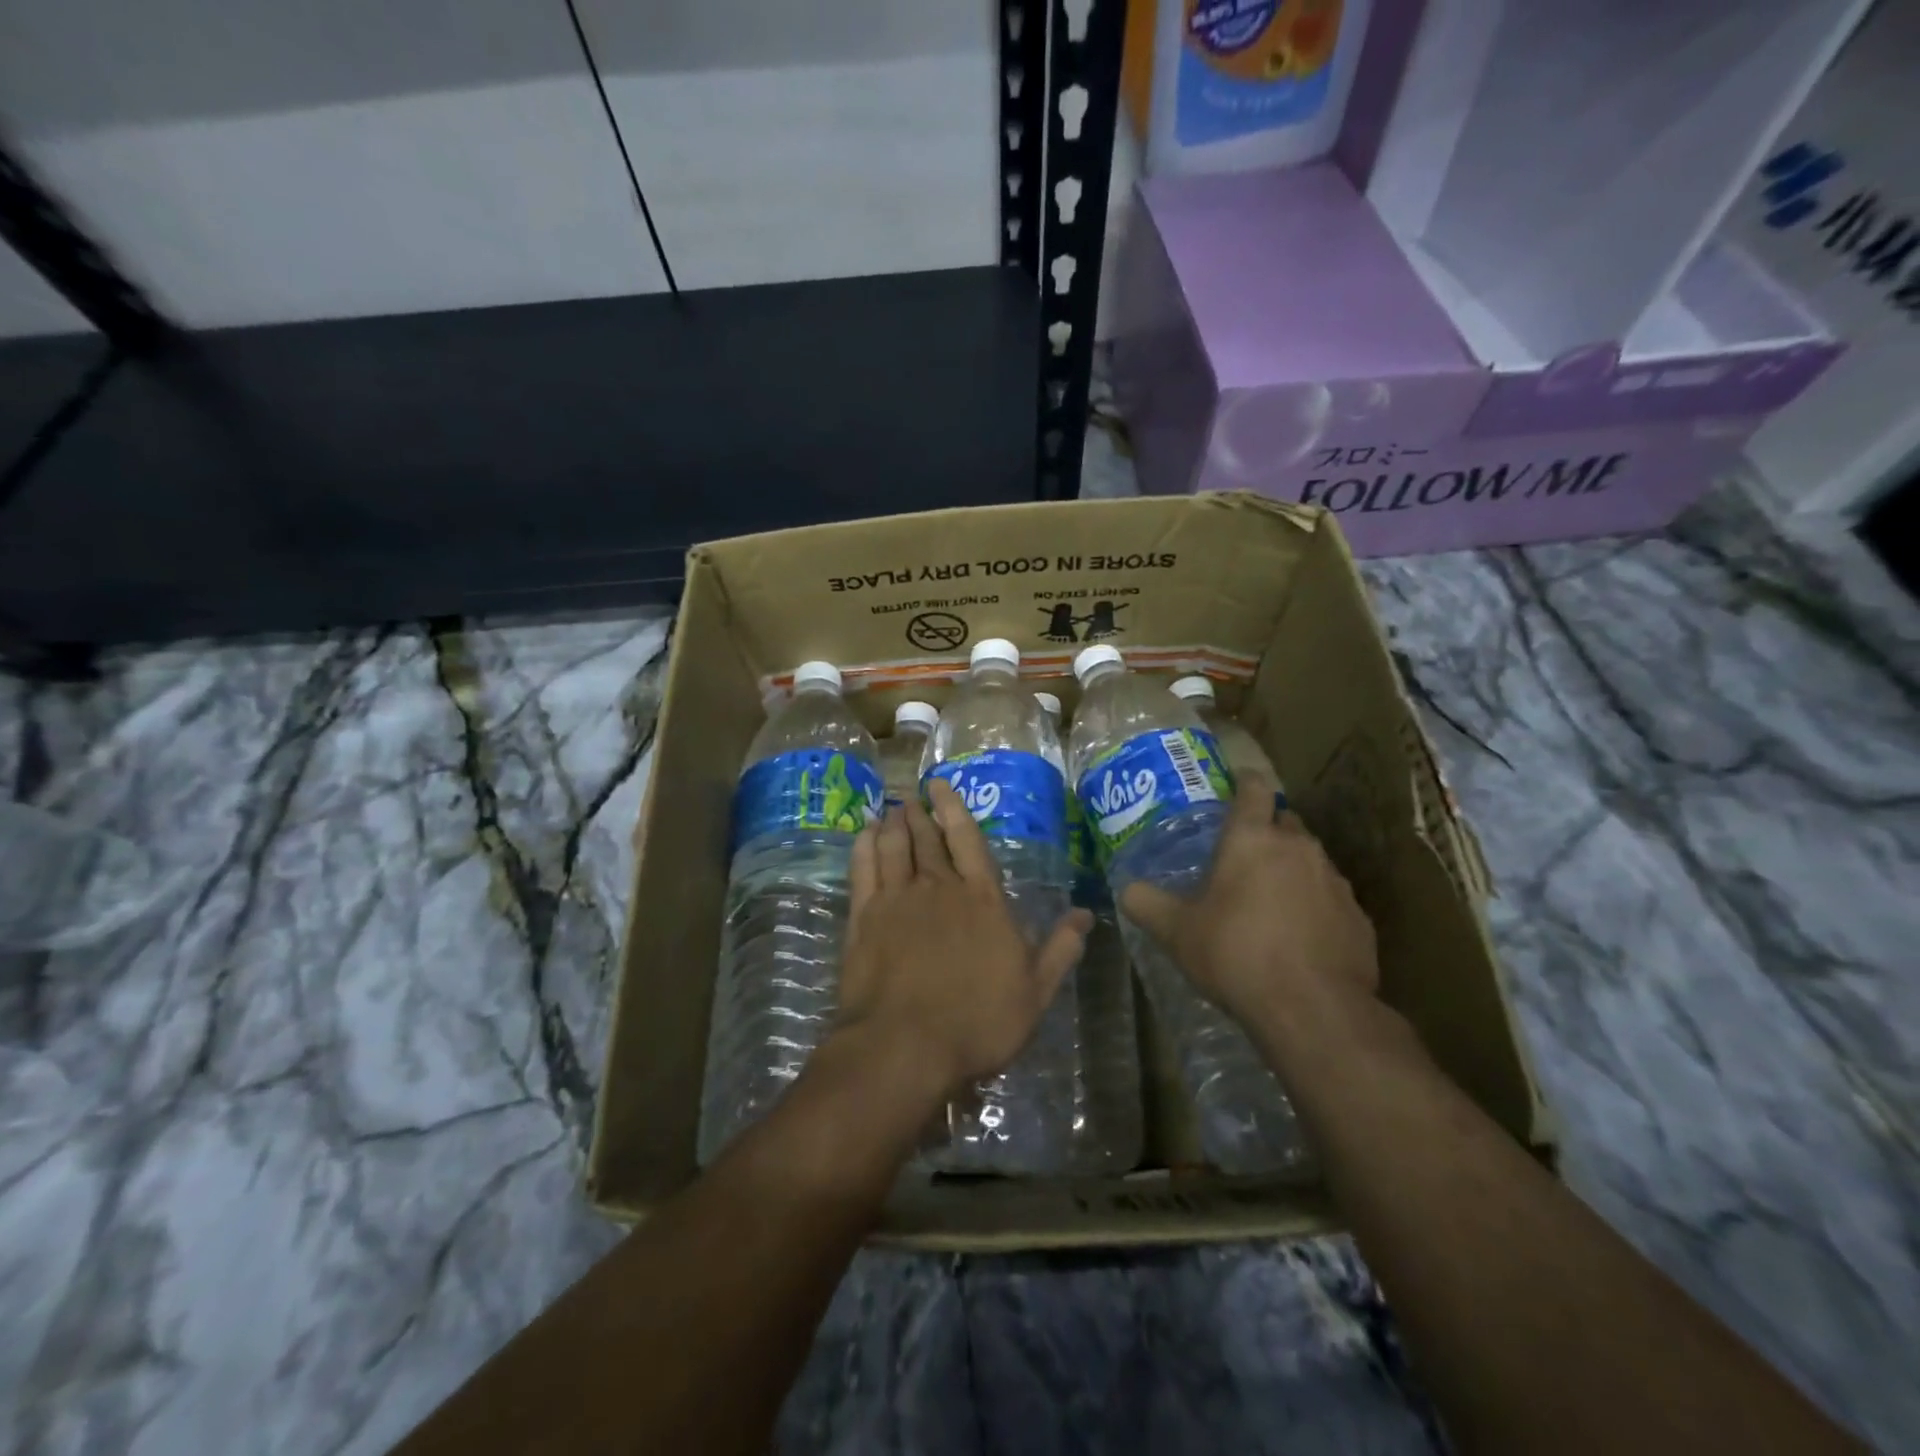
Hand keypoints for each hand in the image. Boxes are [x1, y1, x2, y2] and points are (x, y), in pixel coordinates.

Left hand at [835, 780, 1090, 1102]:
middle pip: (927, 839)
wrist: (905, 1046)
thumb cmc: (978, 1021)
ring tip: (890, 810)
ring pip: (894, 847)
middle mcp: (938, 888)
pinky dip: (864, 847)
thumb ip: (1059, 949)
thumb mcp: (1035, 992)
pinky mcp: (864, 918)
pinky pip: (863, 870)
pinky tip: (864, 836)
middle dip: (920, 814)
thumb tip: (1086, 914)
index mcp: (982, 899)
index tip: (939, 786)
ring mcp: (897, 900)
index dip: (953, 809)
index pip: (968, 840)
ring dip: (892, 824)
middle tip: (912, 797)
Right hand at [1120, 775, 1377, 1033]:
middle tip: (1242, 855)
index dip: (1245, 782)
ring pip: (1310, 860)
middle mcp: (1298, 848)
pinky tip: (1299, 937)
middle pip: (1285, 822)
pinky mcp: (1358, 917)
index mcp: (1252, 839)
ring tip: (1269, 901)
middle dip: (1266, 831)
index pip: (1254, 788)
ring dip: (1291, 870)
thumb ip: (1146, 903)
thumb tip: (1126, 889)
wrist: (1313, 1010)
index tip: (1237, 784)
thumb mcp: (1175, 932)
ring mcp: (1334, 882)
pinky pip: (1331, 899)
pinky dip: (1314, 907)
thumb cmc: (1236, 954)